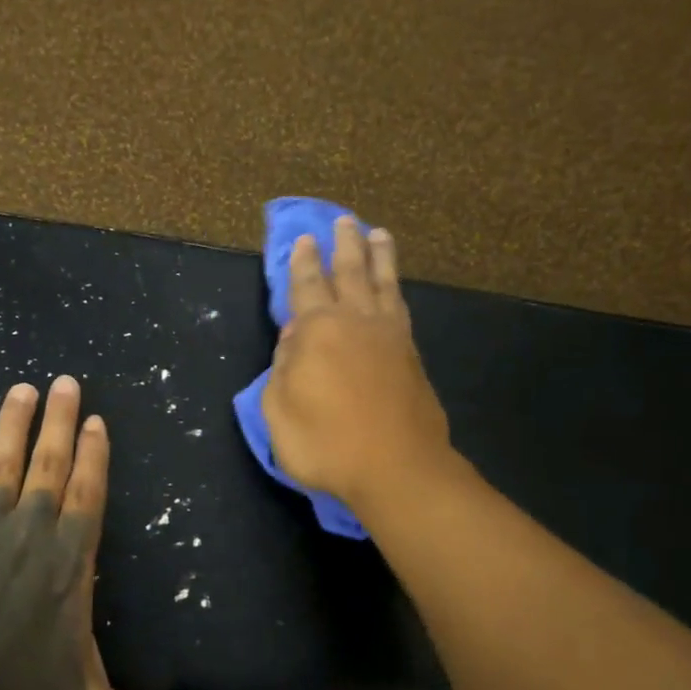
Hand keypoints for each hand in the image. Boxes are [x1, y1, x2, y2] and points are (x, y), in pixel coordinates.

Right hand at [262, 217, 451, 512]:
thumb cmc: (326, 443)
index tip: (304, 240)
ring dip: (378, 256)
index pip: (306, 286)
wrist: (397, 468)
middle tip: (344, 221)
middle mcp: (356, 321)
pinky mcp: (411, 355)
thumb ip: (282, 369)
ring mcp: (390, 336)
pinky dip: (395, 289)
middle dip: (344, 245)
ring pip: (383, 283)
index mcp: (317, 330)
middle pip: (350, 272)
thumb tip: (292, 340)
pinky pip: (401, 307)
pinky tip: (393, 287)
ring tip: (377, 234)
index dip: (302, 263)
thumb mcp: (279, 411)